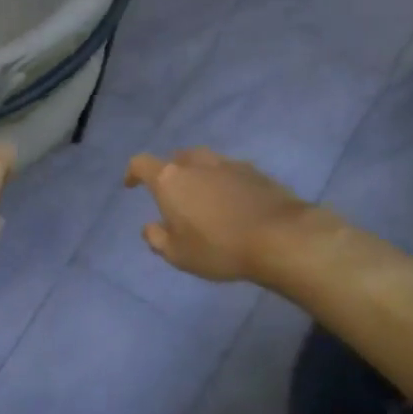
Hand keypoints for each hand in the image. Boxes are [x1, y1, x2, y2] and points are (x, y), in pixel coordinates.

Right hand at [124, 148, 310, 282]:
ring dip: (198, 175)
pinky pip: (230, 172)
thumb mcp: (177, 254)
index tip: (131, 185)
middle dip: (169, 173)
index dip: (133, 173)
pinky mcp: (256, 172)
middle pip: (176, 159)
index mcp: (170, 180)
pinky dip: (223, 182)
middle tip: (172, 195)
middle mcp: (197, 164)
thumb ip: (157, 238)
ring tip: (202, 198)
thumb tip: (150, 226)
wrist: (280, 238)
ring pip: (205, 162)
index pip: (141, 164)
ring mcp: (229, 164)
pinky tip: (231, 203)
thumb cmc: (218, 248)